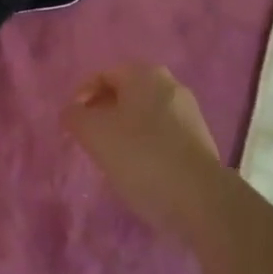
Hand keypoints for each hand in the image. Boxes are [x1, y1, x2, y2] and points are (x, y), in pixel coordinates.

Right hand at [62, 64, 226, 239]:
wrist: (201, 200)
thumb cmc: (141, 156)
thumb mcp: (95, 134)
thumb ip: (75, 117)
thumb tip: (71, 112)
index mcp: (144, 73)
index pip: (104, 75)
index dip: (82, 96)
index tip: (73, 123)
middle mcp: (170, 84)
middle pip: (125, 93)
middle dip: (104, 113)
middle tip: (90, 139)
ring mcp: (189, 113)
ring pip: (144, 115)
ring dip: (125, 131)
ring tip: (112, 158)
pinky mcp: (200, 141)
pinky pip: (162, 135)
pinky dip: (146, 145)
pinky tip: (139, 170)